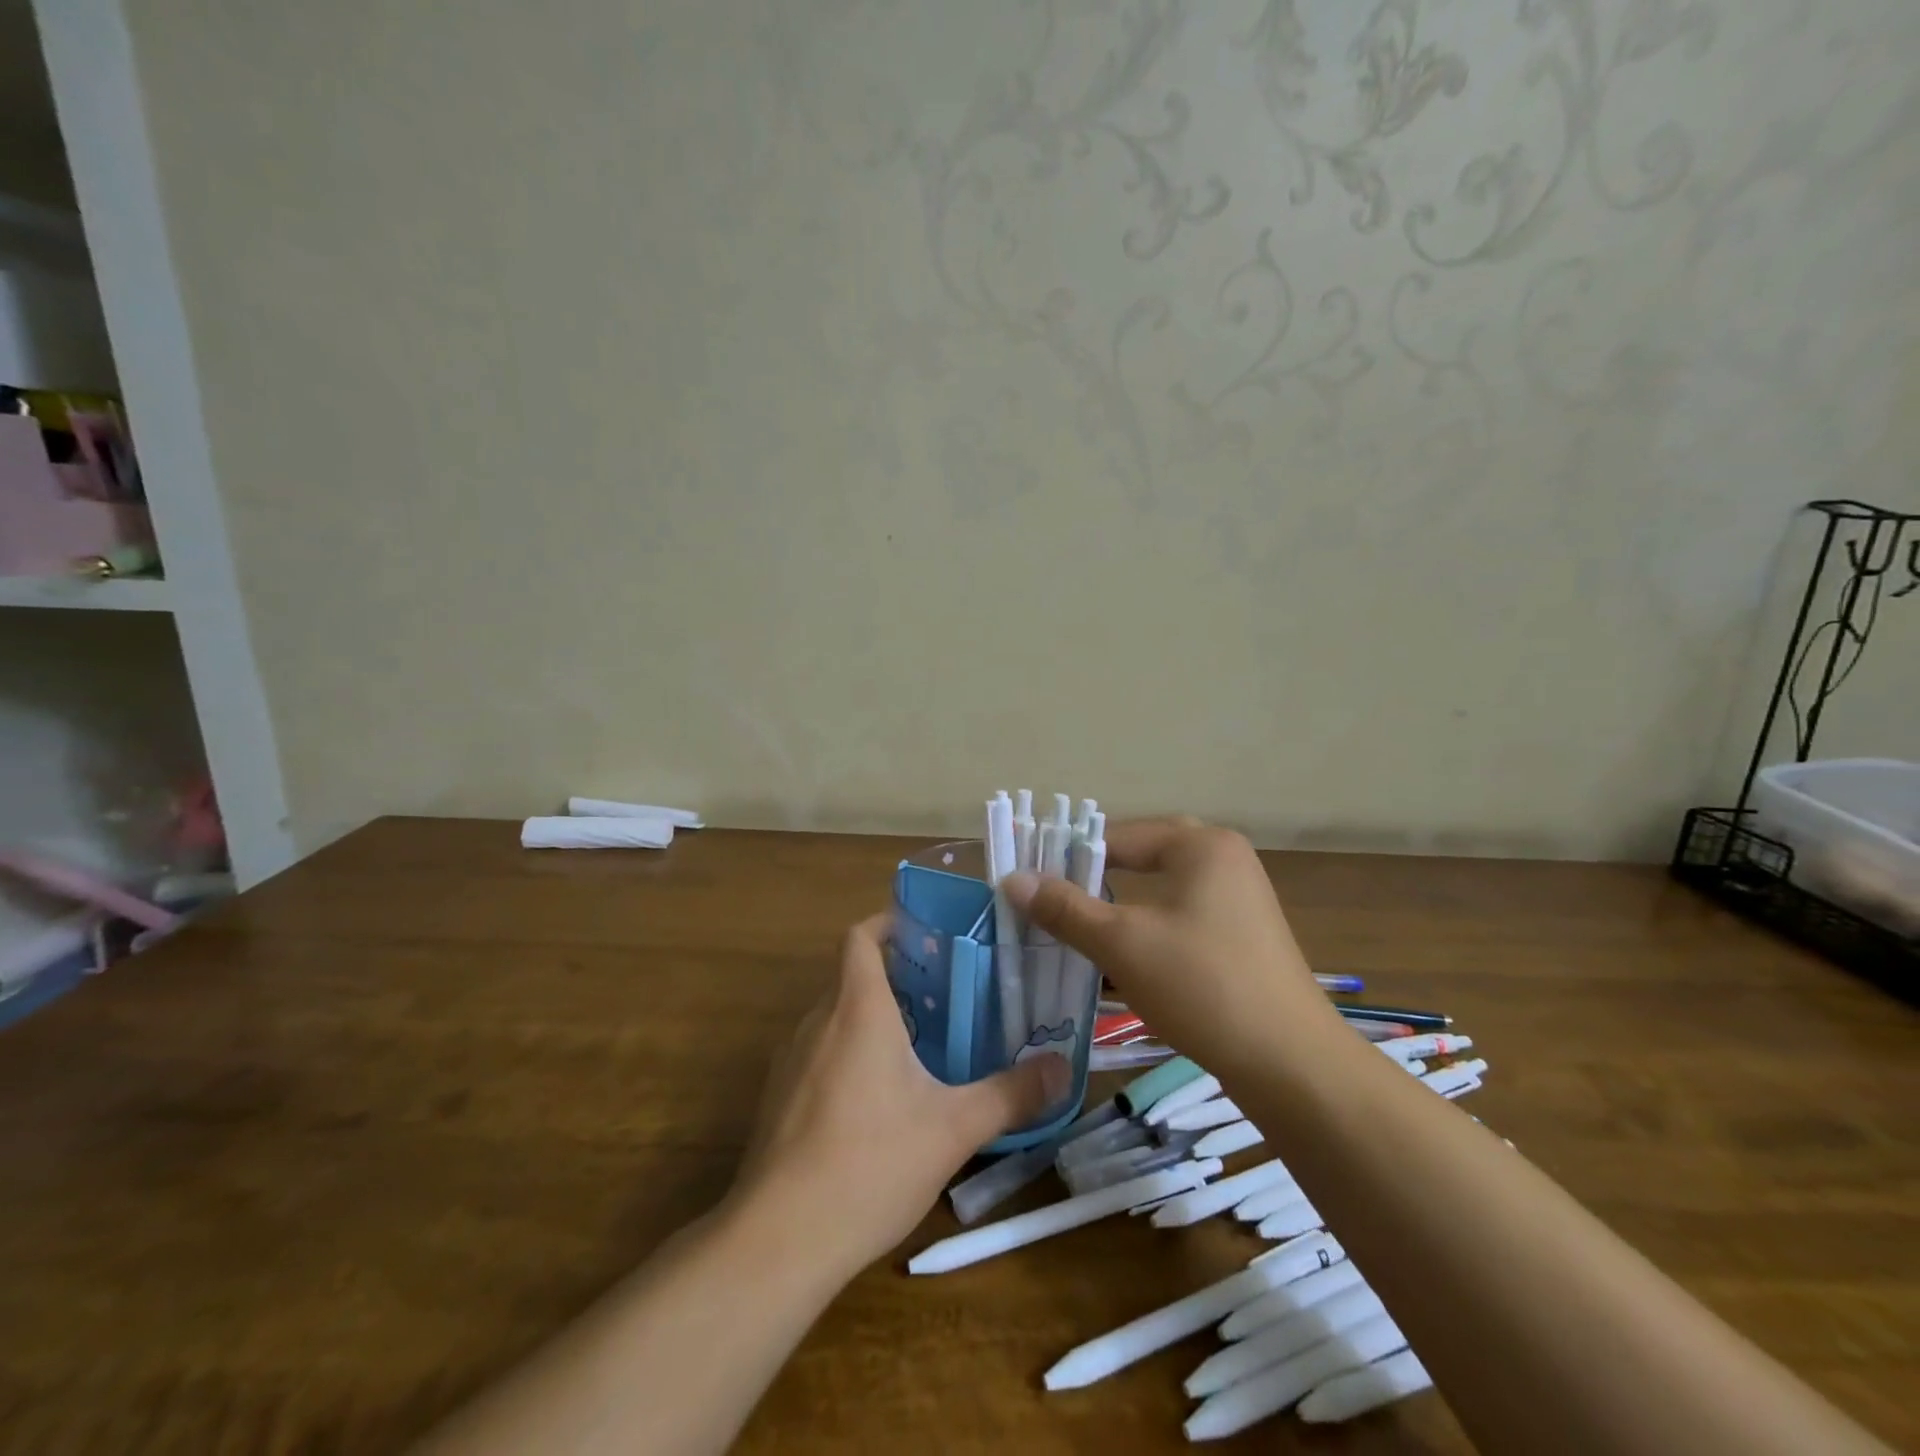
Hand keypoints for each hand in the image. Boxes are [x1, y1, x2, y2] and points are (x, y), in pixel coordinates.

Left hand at [727, 913, 1068, 1277]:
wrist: (778, 1240)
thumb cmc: (870, 1163)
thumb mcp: (953, 1129)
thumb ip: (1011, 1094)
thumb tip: (1063, 1069)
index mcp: (857, 1008)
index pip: (860, 936)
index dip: (889, 923)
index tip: (927, 933)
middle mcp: (818, 1021)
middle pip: (852, 975)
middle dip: (895, 976)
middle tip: (945, 993)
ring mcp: (790, 1060)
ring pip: (834, 1016)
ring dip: (871, 1017)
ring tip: (920, 1042)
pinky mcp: (777, 1098)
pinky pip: (818, 1053)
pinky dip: (848, 1053)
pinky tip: (878, 1100)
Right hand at [1003, 818, 1329, 1077]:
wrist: (1290, 1063)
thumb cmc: (1201, 985)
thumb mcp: (1122, 943)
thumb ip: (1065, 908)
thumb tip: (1011, 879)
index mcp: (1201, 845)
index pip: (1117, 837)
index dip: (1069, 858)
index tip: (1030, 885)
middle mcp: (1224, 858)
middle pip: (1142, 857)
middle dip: (1096, 879)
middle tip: (1056, 902)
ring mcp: (1239, 897)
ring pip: (1161, 889)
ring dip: (1120, 906)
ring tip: (1079, 927)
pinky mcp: (1242, 934)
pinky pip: (1181, 915)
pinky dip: (1148, 927)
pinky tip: (1124, 955)